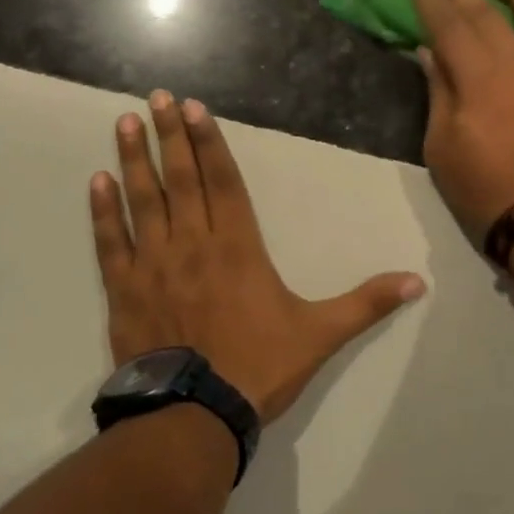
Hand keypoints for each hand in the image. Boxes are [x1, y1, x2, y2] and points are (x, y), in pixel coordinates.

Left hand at [90, 92, 426, 424]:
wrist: (195, 415)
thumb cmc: (258, 367)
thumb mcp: (321, 334)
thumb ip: (366, 303)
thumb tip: (418, 283)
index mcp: (237, 246)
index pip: (224, 181)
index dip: (209, 142)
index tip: (192, 108)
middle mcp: (192, 243)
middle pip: (180, 178)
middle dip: (169, 135)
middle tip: (155, 97)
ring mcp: (153, 264)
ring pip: (142, 200)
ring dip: (134, 159)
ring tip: (124, 122)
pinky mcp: (124, 290)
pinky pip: (109, 242)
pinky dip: (102, 211)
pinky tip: (96, 182)